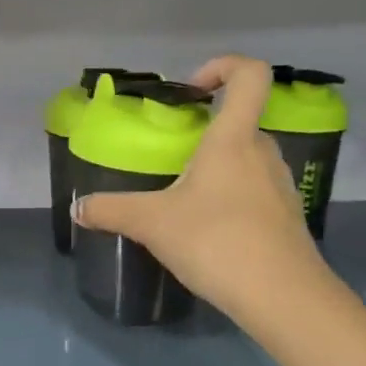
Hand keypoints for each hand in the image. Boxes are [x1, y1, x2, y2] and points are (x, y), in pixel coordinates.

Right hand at [76, 55, 328, 325]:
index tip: (192, 90)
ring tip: (186, 200)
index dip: (224, 67)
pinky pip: (257, 191)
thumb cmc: (217, 241)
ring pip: (248, 159)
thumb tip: (78, 208)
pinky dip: (232, 199)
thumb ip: (112, 211)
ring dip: (219, 168)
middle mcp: (263, 153)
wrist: (283, 298)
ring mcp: (281, 186)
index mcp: (234, 139)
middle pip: (242, 121)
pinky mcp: (287, 217)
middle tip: (174, 157)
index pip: (250, 75)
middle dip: (207, 133)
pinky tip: (210, 232)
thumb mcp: (153, 224)